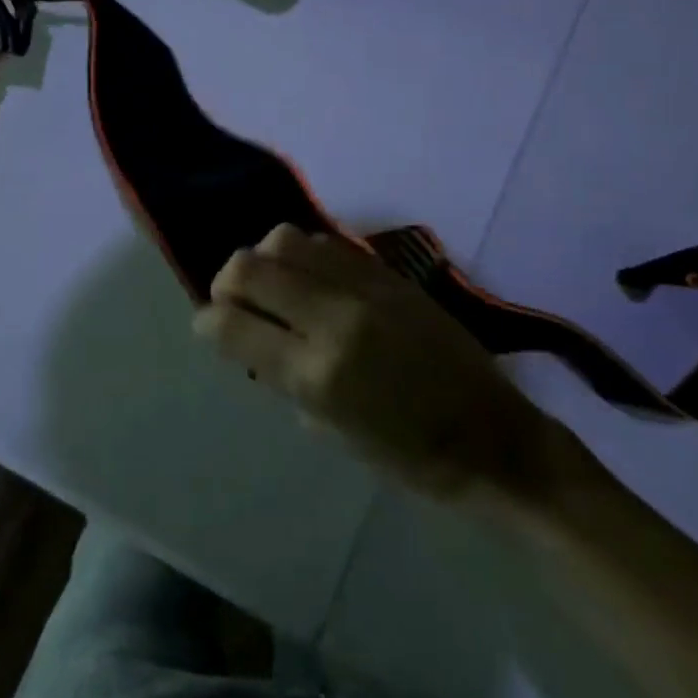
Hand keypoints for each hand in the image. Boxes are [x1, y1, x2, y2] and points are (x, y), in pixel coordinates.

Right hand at [195, 224, 567, 508]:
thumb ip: (284, 378)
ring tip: (274, 283)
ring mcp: (364, 288)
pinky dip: (305, 254)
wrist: (491, 437)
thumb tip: (255, 341)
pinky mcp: (389, 274)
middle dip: (226, 282)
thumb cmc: (407, 456)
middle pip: (249, 268)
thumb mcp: (331, 431)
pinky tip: (312, 276)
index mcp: (315, 374)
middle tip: (232, 300)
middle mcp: (333, 319)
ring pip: (285, 240)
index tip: (206, 324)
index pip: (231, 326)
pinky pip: (328, 243)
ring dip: (265, 259)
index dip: (206, 321)